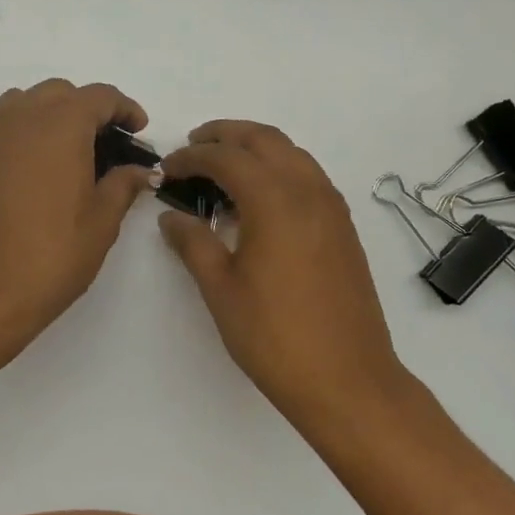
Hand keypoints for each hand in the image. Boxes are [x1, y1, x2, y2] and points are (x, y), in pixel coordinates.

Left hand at [0, 80, 156, 356]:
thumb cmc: (51, 256)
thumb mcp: (100, 222)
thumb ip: (122, 185)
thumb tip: (140, 170)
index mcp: (60, 124)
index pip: (99, 96)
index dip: (124, 108)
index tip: (139, 130)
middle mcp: (22, 118)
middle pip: (60, 93)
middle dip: (89, 109)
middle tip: (109, 144)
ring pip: (27, 103)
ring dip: (53, 115)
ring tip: (73, 152)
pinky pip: (5, 127)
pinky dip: (28, 132)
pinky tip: (41, 171)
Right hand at [158, 121, 410, 421]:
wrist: (347, 379)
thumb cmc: (275, 336)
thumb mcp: (221, 289)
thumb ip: (193, 243)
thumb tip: (171, 216)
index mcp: (275, 201)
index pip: (227, 158)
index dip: (192, 157)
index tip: (167, 168)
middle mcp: (309, 192)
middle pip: (265, 140)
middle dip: (225, 135)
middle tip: (193, 146)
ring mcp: (333, 208)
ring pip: (292, 154)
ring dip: (255, 149)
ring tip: (223, 167)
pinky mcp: (343, 228)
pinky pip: (308, 177)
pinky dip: (279, 170)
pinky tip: (259, 200)